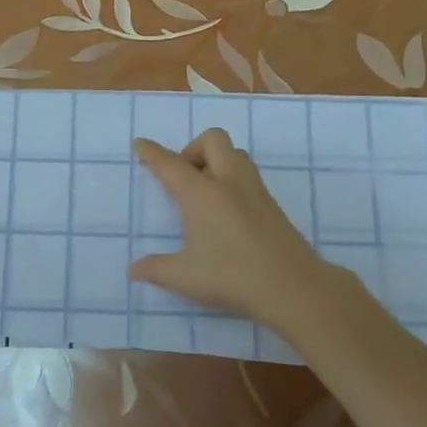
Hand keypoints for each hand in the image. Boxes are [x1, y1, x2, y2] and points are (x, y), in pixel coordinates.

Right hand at [131, 130, 334, 328]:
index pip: (170, 164)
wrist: (293, 287)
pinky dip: (232, 179)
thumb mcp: (185, 276)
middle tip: (183, 178)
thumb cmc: (232, 276)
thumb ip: (156, 269)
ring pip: (235, 154)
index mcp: (201, 193)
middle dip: (193, 149)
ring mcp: (254, 190)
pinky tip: (226, 211)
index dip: (152, 152)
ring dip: (216, 160)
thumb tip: (134, 269)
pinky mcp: (272, 204)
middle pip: (212, 140)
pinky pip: (248, 175)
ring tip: (204, 192)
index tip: (140, 144)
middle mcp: (228, 182)